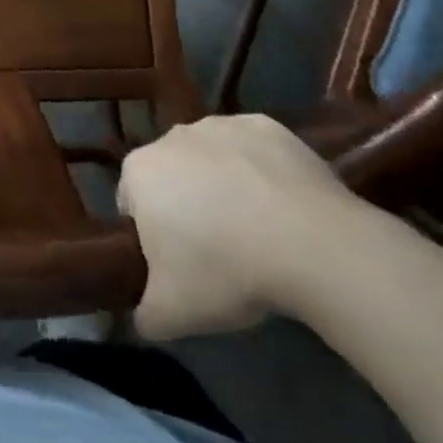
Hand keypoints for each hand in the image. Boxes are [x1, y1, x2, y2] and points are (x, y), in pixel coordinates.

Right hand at [117, 114, 360, 339]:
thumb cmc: (226, 269)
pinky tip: (283, 208)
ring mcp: (220, 125)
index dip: (152, 238)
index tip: (180, 265)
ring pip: (211, 159)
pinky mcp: (265, 126)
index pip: (132, 204)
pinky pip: (252, 150)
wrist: (311, 242)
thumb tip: (140, 318)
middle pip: (171, 176)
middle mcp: (171, 136)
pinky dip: (260, 172)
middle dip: (186, 206)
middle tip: (219, 252)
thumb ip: (143, 314)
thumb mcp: (172, 313)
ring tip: (257, 231)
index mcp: (139, 172)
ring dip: (223, 186)